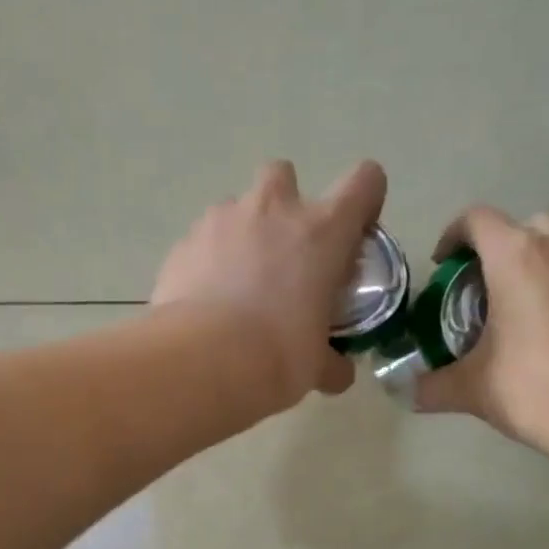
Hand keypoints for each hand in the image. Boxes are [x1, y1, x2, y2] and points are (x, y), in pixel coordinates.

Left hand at [152, 160, 386, 411]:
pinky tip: (205, 299)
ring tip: (238, 281)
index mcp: (322, 232)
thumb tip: (339, 374)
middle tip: (284, 252)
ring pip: (237, 206)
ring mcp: (222, 220)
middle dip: (285, 203)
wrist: (202, 360)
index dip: (364, 202)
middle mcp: (273, 210)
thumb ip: (333, 363)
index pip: (364, 182)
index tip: (354, 236)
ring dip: (243, 233)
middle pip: (283, 174)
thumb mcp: (316, 366)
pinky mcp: (184, 242)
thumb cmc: (277, 356)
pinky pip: (202, 239)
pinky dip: (208, 259)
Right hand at [415, 209, 548, 461]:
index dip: (454, 236)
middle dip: (508, 249)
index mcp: (519, 257)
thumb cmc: (541, 390)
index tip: (446, 266)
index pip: (476, 220)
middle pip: (530, 225)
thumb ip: (434, 386)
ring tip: (543, 311)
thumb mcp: (475, 391)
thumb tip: (408, 392)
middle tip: (496, 291)